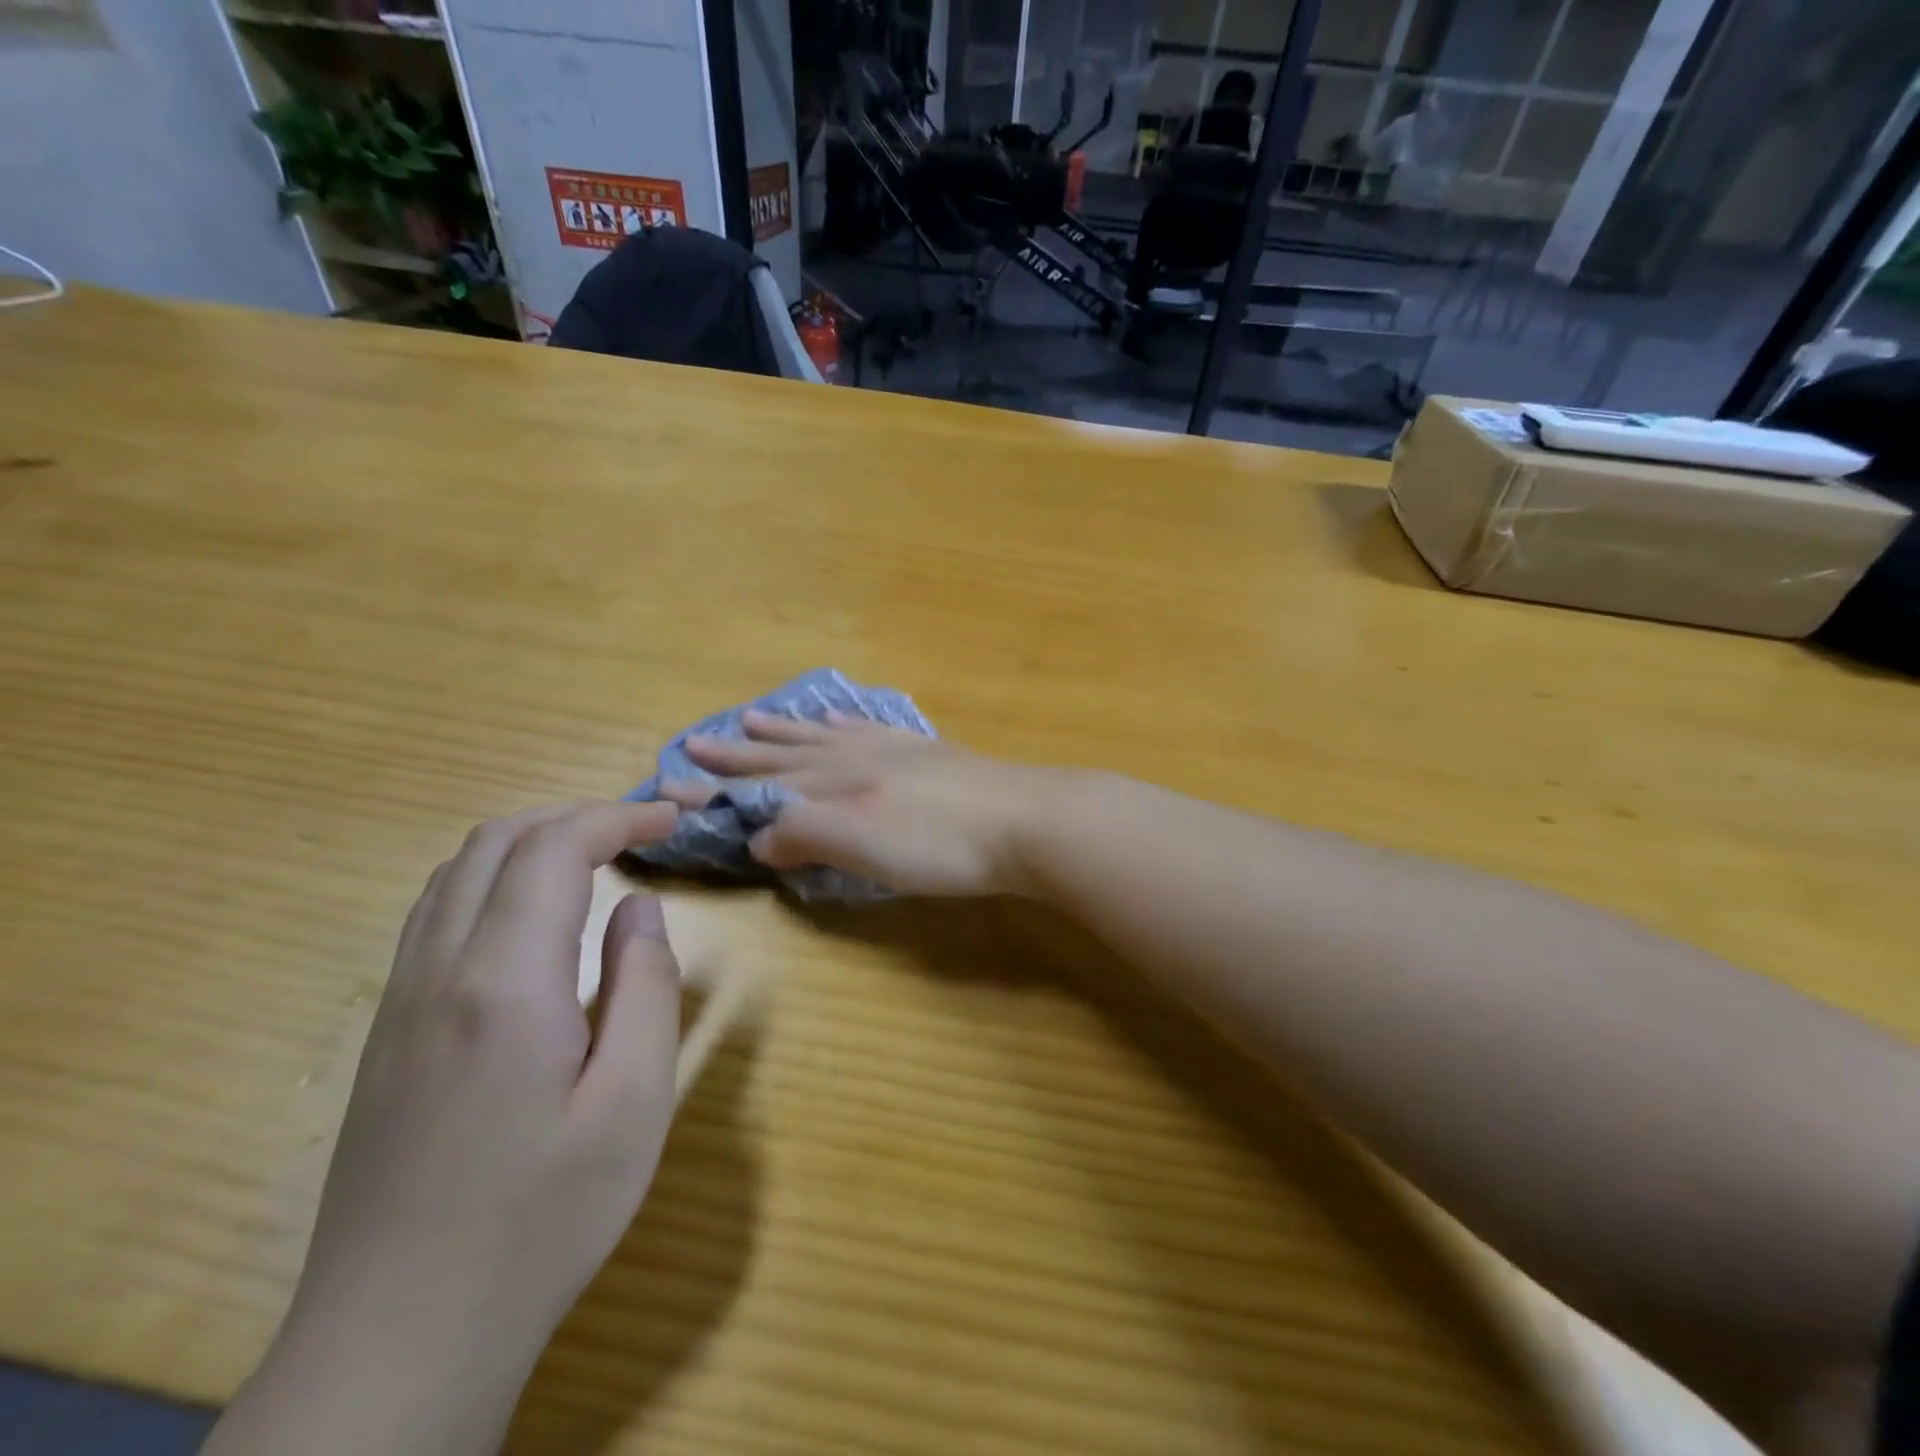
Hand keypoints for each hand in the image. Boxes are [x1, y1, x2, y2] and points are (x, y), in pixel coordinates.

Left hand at [210, 801, 682, 1454]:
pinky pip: (436, 914)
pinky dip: (494, 879)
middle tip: (641, 831)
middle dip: (576, 816)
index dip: (618, 816)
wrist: (399, 1339)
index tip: (673, 820)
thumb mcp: (634, 1103)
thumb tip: (639, 908)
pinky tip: (535, 917)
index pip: (555, 849)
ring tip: (596, 858)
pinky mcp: (387, 1032)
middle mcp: (438, 972)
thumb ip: (645, 988)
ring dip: (531, 841)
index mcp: (504, 984)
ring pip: (456, 873)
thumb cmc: (541, 1219)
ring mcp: (400, 1001)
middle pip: (496, 842)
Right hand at [668, 710, 1057, 896]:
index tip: (674, 780)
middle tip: (698, 739)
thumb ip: (807, 835)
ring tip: (753, 718)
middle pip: (786, 754)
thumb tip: (758, 835)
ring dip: (786, 731)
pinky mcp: (927, 752)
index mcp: (837, 783)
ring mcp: (893, 749)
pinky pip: (870, 728)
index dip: (720, 784)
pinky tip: (839, 718)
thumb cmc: (941, 844)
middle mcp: (856, 757)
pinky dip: (844, 723)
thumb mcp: (864, 847)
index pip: (763, 784)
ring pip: (824, 735)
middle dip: (741, 752)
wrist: (1024, 820)